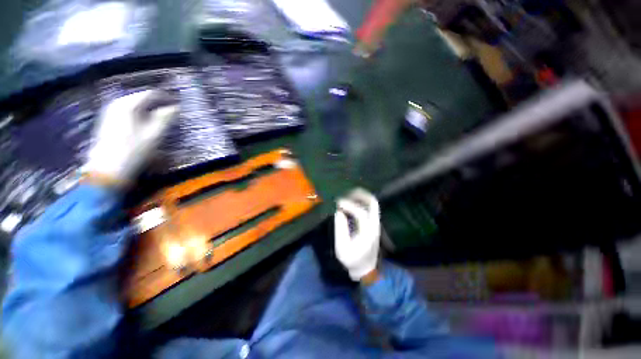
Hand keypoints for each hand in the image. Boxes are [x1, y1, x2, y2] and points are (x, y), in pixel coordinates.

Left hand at [84, 90, 177, 185]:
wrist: (108, 168)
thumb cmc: (134, 149)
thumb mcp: (154, 134)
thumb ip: (165, 118)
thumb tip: (175, 107)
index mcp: (127, 105)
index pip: (149, 94)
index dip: (165, 98)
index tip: (176, 104)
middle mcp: (116, 104)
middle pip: (140, 99)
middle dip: (155, 103)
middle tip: (170, 111)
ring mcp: (110, 113)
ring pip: (133, 106)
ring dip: (147, 109)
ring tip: (159, 117)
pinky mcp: (108, 122)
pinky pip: (126, 112)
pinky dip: (138, 114)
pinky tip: (144, 123)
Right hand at [334, 188, 380, 281]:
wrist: (365, 269)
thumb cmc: (352, 260)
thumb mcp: (342, 247)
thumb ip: (340, 227)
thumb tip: (338, 211)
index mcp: (368, 232)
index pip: (360, 212)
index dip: (348, 205)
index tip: (337, 202)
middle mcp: (375, 225)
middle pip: (373, 203)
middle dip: (360, 195)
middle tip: (347, 192)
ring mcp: (375, 224)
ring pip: (372, 204)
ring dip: (361, 197)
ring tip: (348, 194)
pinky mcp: (373, 224)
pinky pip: (369, 207)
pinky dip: (361, 201)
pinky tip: (352, 202)